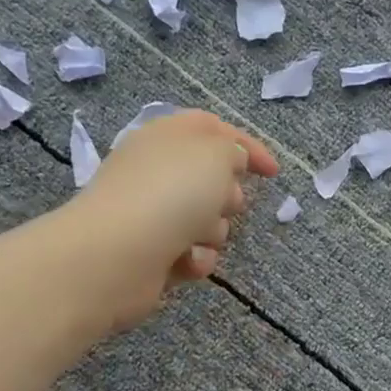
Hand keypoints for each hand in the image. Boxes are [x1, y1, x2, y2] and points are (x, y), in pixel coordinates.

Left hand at [64, 108, 278, 330]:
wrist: (117, 255)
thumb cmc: (171, 194)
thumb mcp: (215, 155)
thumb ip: (233, 150)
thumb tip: (230, 164)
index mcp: (166, 137)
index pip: (212, 129)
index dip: (246, 146)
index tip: (273, 173)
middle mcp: (156, 172)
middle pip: (210, 179)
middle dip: (228, 195)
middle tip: (228, 202)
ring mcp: (151, 214)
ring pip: (205, 221)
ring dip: (213, 231)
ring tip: (199, 236)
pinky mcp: (151, 254)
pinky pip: (191, 254)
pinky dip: (195, 259)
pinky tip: (187, 262)